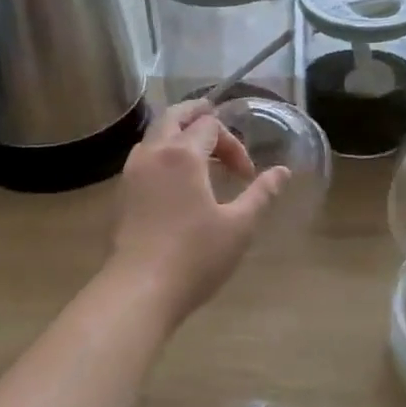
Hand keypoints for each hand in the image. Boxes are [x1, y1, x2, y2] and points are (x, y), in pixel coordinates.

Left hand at [108, 100, 288, 320]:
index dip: (233, 144)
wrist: (140, 290)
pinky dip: (162, 152)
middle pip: (174, 116)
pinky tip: (176, 178)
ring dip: (178, 133)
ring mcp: (132, 172)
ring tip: (199, 152)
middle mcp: (153, 153)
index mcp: (182, 154)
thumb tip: (283, 172)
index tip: (246, 176)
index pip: (210, 125)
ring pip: (154, 135)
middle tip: (218, 123)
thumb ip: (262, 194)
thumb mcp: (239, 226)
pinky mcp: (122, 193)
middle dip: (198, 116)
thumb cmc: (194, 256)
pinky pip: (144, 156)